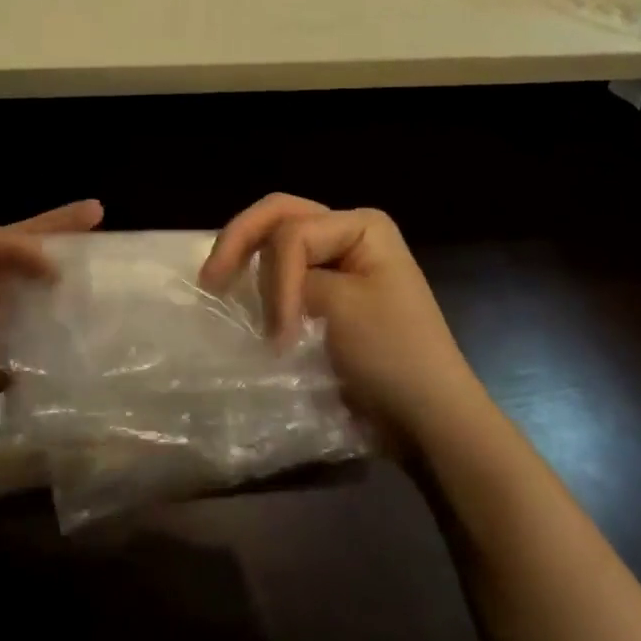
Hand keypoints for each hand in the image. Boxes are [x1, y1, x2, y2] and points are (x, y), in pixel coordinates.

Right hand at [200, 194, 482, 446]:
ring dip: (251, 266)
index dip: (276, 279)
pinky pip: (287, 275)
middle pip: (280, 219)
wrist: (431, 422)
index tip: (279, 335)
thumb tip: (256, 290)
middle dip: (240, 242)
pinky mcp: (332, 294)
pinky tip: (244, 302)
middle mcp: (350, 232)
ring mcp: (342, 262)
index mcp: (360, 224)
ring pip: (278, 244)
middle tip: (209, 280)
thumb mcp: (338, 308)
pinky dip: (263, 286)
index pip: (292, 232)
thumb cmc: (392, 356)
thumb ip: (290, 282)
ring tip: (223, 291)